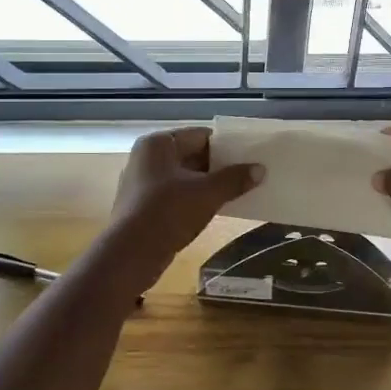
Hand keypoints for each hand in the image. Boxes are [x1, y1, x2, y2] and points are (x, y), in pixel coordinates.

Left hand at [107, 127, 264, 279]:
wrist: (130, 254)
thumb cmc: (168, 212)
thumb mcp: (207, 193)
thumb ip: (234, 179)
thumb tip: (260, 169)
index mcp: (158, 144)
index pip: (200, 135)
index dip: (226, 146)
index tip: (249, 157)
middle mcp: (146, 157)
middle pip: (191, 155)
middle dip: (219, 167)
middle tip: (248, 176)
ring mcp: (142, 183)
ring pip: (184, 178)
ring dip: (208, 185)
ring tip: (237, 193)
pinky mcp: (142, 207)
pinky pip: (175, 195)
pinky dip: (194, 200)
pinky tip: (214, 210)